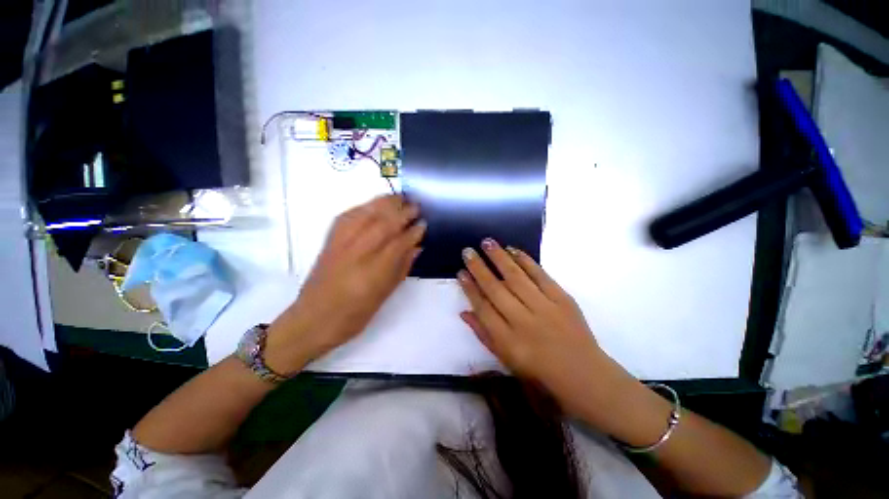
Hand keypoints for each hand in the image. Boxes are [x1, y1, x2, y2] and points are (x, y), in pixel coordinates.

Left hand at [265, 195, 425, 372]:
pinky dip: (364, 206)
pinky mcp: (329, 241)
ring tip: (399, 197)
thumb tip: (417, 247)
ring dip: (384, 203)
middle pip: (383, 224)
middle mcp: (356, 254)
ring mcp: (340, 245)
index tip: (423, 224)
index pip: (398, 244)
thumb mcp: (384, 296)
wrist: (312, 319)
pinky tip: (374, 204)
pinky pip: (347, 216)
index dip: (413, 232)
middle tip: (416, 206)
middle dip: (402, 212)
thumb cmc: (353, 316)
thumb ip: (402, 268)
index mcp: (373, 274)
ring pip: (365, 215)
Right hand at [457, 238, 619, 416]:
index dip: (470, 289)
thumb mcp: (505, 359)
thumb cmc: (539, 371)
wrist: (583, 373)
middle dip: (479, 268)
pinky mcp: (562, 298)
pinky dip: (525, 260)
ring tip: (487, 242)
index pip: (482, 308)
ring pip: (516, 277)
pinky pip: (540, 275)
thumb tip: (464, 312)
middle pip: (496, 289)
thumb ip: (483, 334)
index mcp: (507, 340)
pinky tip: (513, 249)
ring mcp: (544, 307)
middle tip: (467, 251)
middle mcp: (523, 321)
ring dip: (500, 257)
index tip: (460, 273)